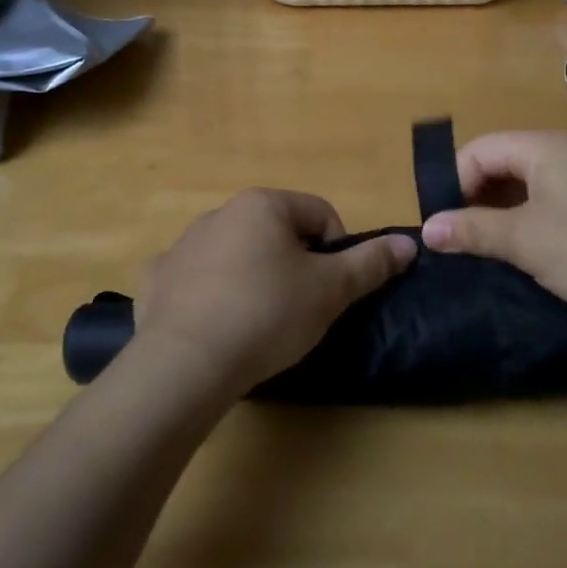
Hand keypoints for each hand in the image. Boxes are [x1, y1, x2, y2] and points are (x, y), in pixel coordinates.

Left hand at [138, 189, 415, 396]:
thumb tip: (409, 242)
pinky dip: (209, 295)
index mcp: (263, 204)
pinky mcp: (157, 279)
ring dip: (253, 276)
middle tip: (300, 308)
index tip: (332, 289)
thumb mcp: (331, 290)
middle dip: (293, 264)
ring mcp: (183, 245)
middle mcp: (220, 213)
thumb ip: (371, 263)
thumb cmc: (268, 314)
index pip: (319, 214)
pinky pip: (194, 279)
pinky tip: (215, 326)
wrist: (186, 363)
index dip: (336, 250)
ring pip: (235, 253)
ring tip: (258, 322)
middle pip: (276, 232)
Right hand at [420, 130, 566, 329]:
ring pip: (533, 183)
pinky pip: (560, 199)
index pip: (480, 150)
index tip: (446, 227)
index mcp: (545, 147)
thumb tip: (426, 229)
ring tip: (498, 251)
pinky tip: (541, 253)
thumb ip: (472, 231)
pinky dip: (538, 219)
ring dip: (507, 212)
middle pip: (506, 162)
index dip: (453, 183)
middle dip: (478, 198)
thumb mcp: (525, 242)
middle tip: (467, 241)